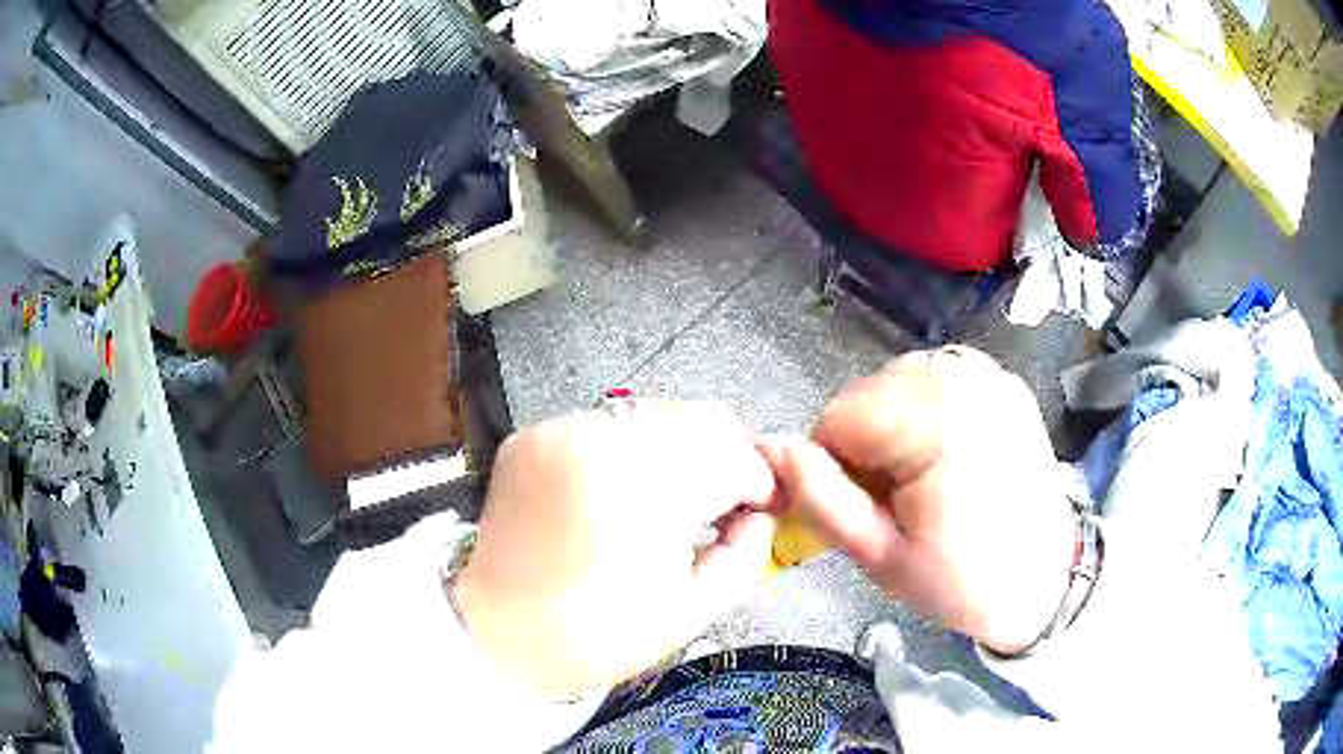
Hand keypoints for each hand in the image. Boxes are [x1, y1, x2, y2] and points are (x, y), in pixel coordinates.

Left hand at [451, 401, 777, 698]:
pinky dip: (624, 452)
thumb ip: (745, 555)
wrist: (496, 633)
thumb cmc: (596, 636)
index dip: (757, 483)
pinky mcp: (533, 435)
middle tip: (717, 504)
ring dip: (674, 451)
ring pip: (654, 415)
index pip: (734, 458)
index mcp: (646, 489)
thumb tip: (759, 516)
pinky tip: (614, 494)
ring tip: (664, 501)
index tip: (756, 508)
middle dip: (721, 458)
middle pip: (700, 419)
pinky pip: (604, 425)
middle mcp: (604, 441)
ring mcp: (562, 431)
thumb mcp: (692, 611)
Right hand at [762, 347, 1075, 653]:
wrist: (1044, 576)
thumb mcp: (881, 557)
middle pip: (867, 393)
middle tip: (895, 497)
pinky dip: (925, 407)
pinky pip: (936, 376)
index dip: (834, 465)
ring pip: (896, 380)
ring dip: (892, 422)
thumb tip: (771, 449)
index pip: (839, 417)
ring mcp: (988, 374)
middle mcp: (964, 381)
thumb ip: (821, 500)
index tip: (862, 505)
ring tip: (921, 473)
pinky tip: (945, 448)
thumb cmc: (962, 580)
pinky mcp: (1001, 379)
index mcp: (936, 426)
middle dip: (864, 443)